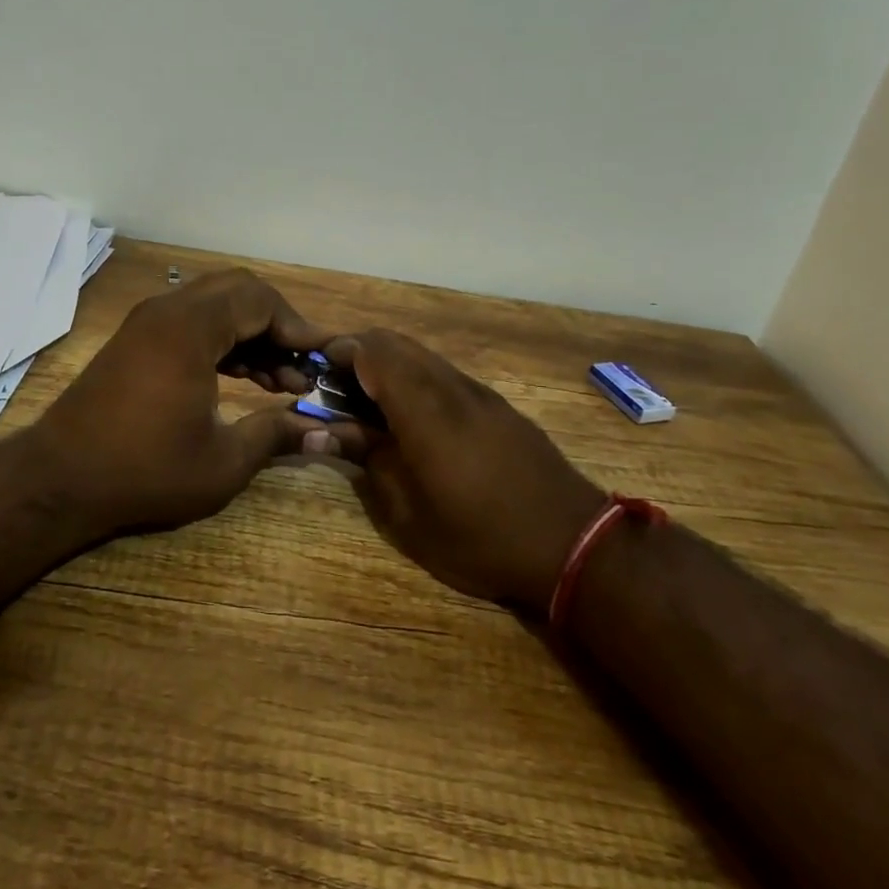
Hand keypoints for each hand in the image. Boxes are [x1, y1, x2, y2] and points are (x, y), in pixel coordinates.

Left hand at [24, 269, 329, 537]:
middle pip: (239, 292)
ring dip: (252, 334)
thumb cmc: (145, 471)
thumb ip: (276, 435)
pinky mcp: (138, 340)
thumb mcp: (222, 462)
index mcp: (190, 329)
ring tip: (284, 381)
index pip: (261, 301)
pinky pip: (193, 323)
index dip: (300, 327)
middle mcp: (168, 311)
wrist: (59, 479)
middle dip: (279, 324)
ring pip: (216, 306)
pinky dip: (224, 341)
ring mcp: (148, 322)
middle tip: (304, 365)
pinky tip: (247, 378)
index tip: (326, 357)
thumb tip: (322, 431)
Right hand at [316, 330, 609, 617]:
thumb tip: (325, 430)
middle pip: (396, 343)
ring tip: (368, 403)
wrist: (574, 546)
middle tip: (335, 387)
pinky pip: (445, 374)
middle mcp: (451, 387)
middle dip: (359, 353)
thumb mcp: (408, 514)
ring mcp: (479, 393)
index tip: (315, 372)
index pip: (372, 352)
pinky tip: (412, 417)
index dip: (339, 352)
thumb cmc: (479, 538)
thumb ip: (367, 459)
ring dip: (388, 365)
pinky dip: (416, 379)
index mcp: (424, 409)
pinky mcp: (498, 406)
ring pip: (422, 356)